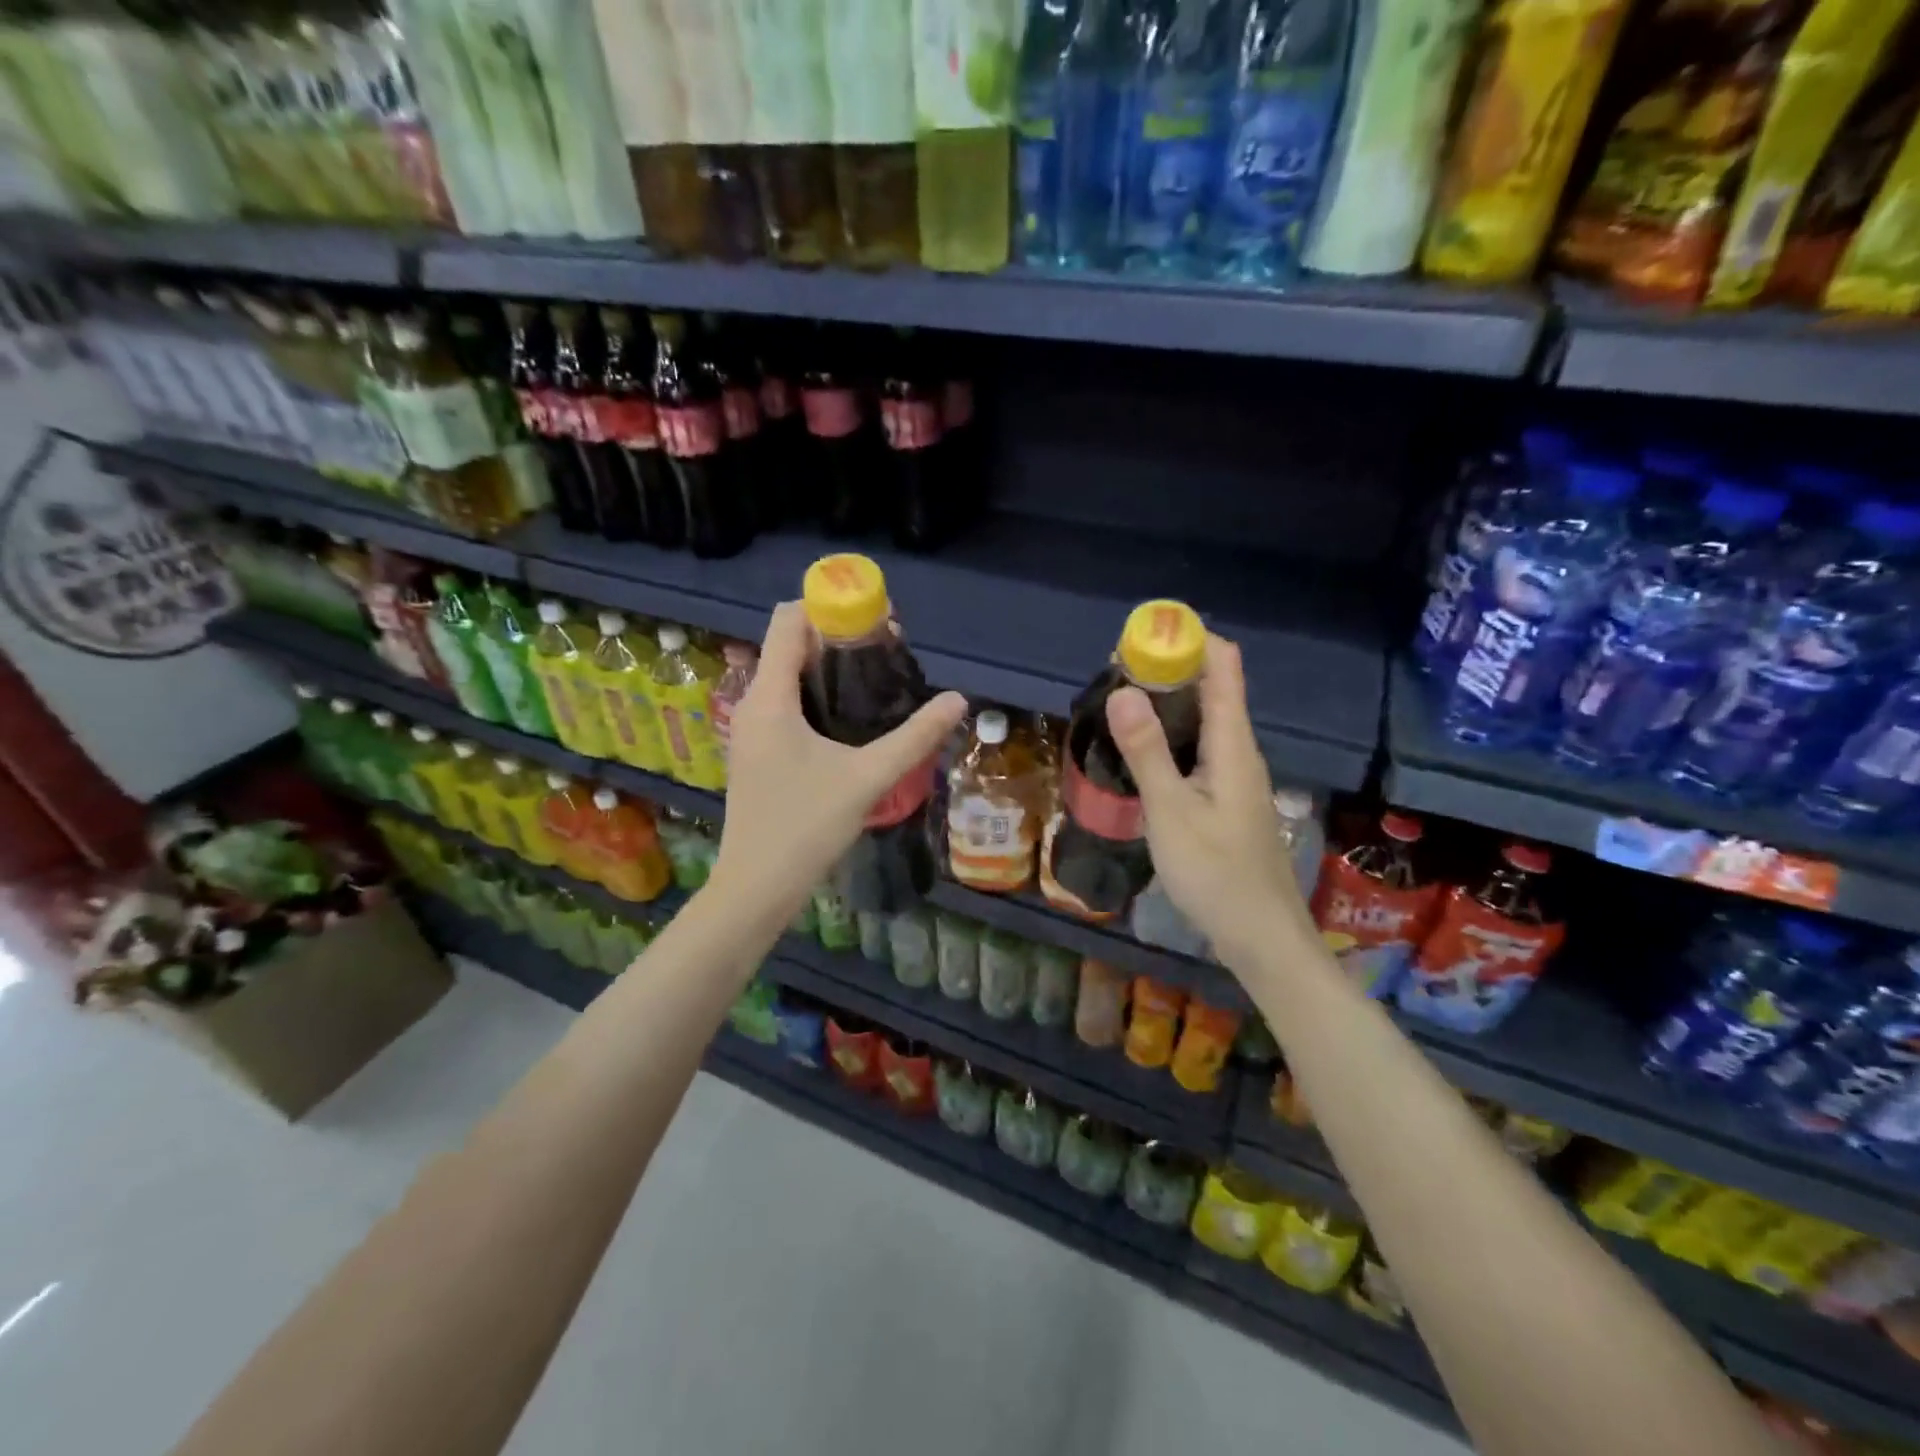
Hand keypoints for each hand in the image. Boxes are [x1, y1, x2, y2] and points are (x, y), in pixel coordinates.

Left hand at [710, 601, 967, 928]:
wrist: (756, 887)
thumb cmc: (805, 827)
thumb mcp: (867, 778)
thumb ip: (914, 737)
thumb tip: (958, 700)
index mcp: (770, 697)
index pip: (788, 620)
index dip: (829, 606)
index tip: (874, 618)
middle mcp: (754, 704)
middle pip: (790, 644)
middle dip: (836, 637)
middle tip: (887, 650)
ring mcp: (752, 729)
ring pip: (788, 675)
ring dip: (828, 667)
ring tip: (876, 679)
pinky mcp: (758, 751)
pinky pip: (785, 702)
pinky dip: (816, 694)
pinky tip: (851, 717)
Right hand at [1104, 635, 1310, 970]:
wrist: (1261, 937)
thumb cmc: (1216, 874)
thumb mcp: (1172, 812)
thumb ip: (1147, 751)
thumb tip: (1123, 690)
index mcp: (1233, 744)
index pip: (1225, 667)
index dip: (1191, 639)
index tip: (1144, 633)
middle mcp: (1240, 751)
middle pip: (1212, 689)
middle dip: (1169, 668)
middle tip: (1116, 669)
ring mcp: (1236, 777)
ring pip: (1205, 720)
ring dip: (1168, 702)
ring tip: (1119, 701)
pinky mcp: (1227, 799)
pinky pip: (1199, 748)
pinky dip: (1171, 735)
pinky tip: (1142, 752)